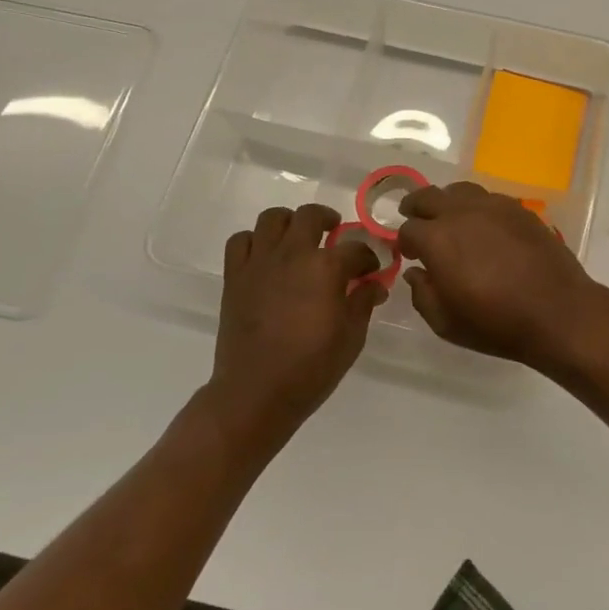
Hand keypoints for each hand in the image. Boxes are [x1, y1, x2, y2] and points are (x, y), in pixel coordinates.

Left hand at [211, 203, 383, 443]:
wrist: (256, 393)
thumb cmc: (311, 369)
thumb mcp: (351, 338)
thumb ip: (363, 302)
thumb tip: (374, 284)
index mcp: (326, 268)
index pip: (356, 249)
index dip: (368, 258)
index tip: (371, 271)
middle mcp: (292, 254)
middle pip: (311, 216)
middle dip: (328, 220)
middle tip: (335, 236)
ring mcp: (260, 262)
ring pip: (273, 218)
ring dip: (290, 222)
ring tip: (298, 238)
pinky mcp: (235, 275)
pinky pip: (241, 240)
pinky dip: (255, 241)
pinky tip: (265, 256)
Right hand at [396, 182, 606, 364]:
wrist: (558, 312)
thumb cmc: (497, 324)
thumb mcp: (446, 323)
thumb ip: (422, 295)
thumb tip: (415, 273)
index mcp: (438, 239)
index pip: (408, 229)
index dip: (405, 242)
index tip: (409, 254)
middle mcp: (461, 213)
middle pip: (428, 196)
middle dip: (416, 208)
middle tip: (415, 219)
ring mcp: (493, 206)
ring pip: (459, 190)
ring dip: (447, 202)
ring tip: (449, 218)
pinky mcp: (519, 209)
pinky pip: (489, 197)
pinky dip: (477, 206)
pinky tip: (483, 225)